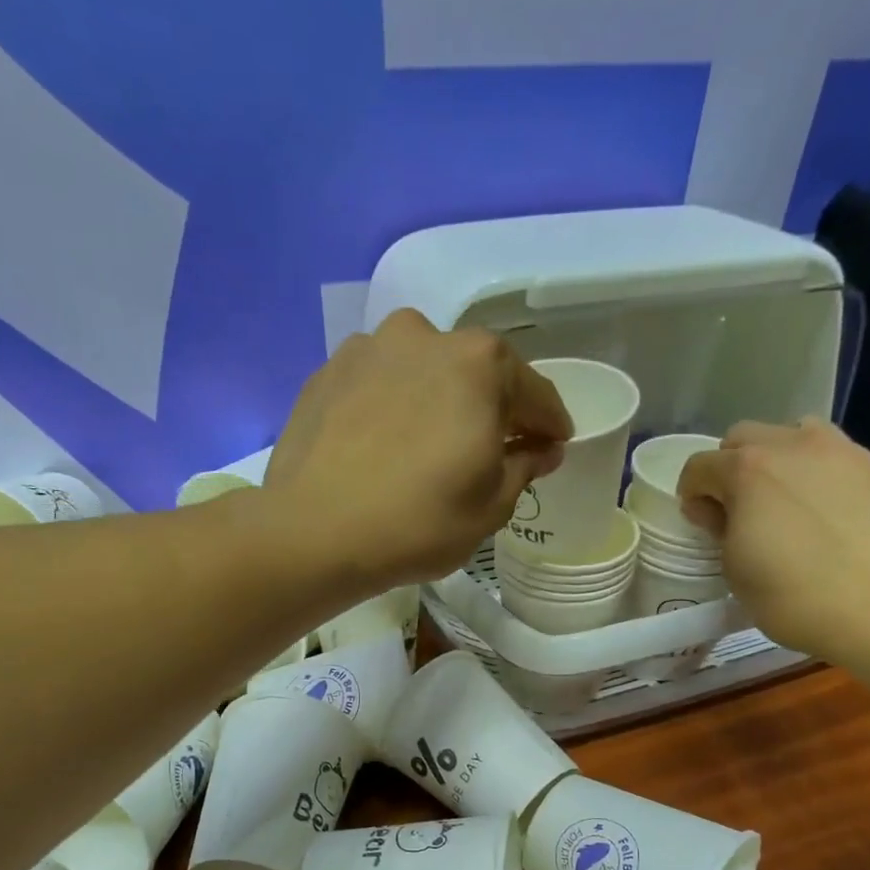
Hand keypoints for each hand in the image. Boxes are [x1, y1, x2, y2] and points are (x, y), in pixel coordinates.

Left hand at [264, 311, 570, 585]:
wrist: (313, 533)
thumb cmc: (418, 523)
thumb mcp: (490, 507)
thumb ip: (524, 467)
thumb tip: (542, 449)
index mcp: (480, 363)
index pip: (534, 392)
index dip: (550, 424)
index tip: (555, 445)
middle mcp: (425, 336)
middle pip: (476, 373)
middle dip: (492, 409)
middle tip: (494, 449)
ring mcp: (369, 349)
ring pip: (422, 373)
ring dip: (437, 402)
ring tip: (432, 446)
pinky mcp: (327, 373)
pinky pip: (379, 386)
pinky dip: (393, 407)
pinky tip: (386, 445)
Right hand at [677, 419, 869, 662]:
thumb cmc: (795, 597)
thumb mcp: (735, 571)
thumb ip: (719, 529)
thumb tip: (714, 508)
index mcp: (747, 470)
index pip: (699, 466)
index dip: (692, 495)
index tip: (701, 523)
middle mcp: (791, 445)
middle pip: (743, 438)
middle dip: (730, 468)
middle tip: (739, 510)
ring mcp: (840, 451)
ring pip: (792, 434)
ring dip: (777, 459)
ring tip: (784, 500)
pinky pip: (832, 455)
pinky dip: (816, 473)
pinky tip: (824, 511)